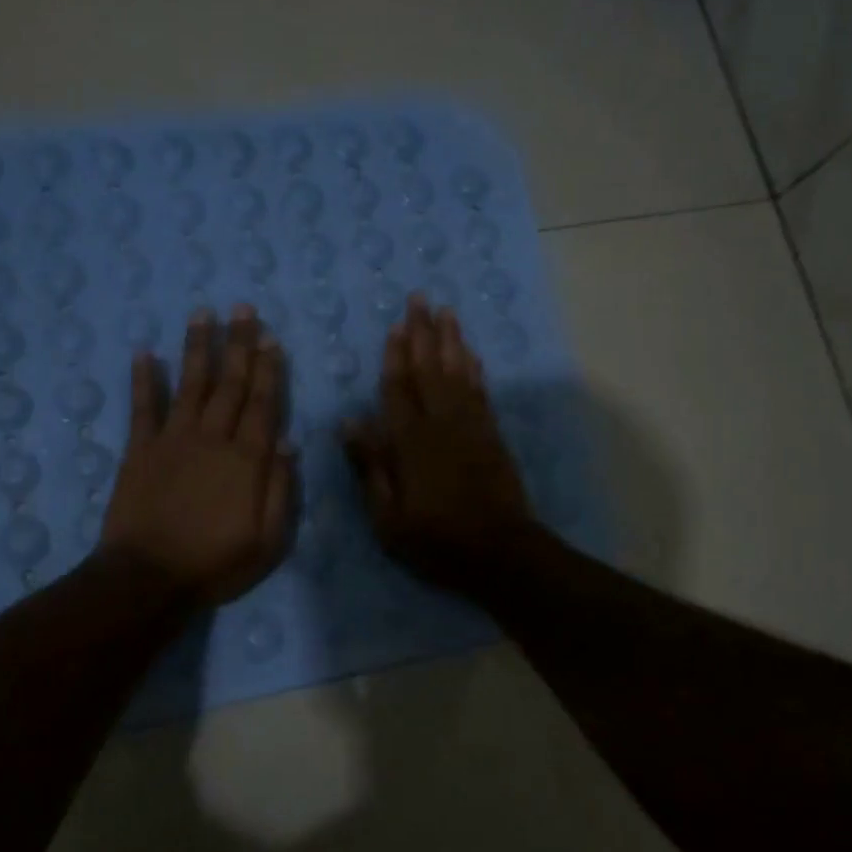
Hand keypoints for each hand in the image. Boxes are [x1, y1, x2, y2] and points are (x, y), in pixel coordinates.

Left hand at [100, 305, 294, 606]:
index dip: (268, 370)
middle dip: (238, 344)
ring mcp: (173, 440)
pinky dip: (143, 379)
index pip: (262, 404)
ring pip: (190, 384)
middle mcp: (212, 438)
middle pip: (229, 384)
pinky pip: (142, 407)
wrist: (148, 578)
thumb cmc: (215, 564)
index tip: (271, 338)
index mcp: (247, 460)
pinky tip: (144, 353)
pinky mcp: (140, 450)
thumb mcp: (268, 541)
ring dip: (197, 347)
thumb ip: (280, 489)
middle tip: (243, 308)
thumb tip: (288, 442)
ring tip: (203, 314)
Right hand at [343, 296, 537, 593]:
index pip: (398, 389)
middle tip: (420, 299)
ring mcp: (471, 427)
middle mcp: (441, 424)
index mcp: (410, 443)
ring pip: (458, 373)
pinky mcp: (492, 435)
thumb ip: (372, 467)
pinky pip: (481, 392)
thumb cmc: (437, 540)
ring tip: (446, 312)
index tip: (394, 325)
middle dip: (423, 333)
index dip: (395, 356)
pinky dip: (475, 369)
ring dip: (451, 340)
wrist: (500, 552)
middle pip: (429, 369)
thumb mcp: (389, 517)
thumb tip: (350, 422)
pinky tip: (470, 352)